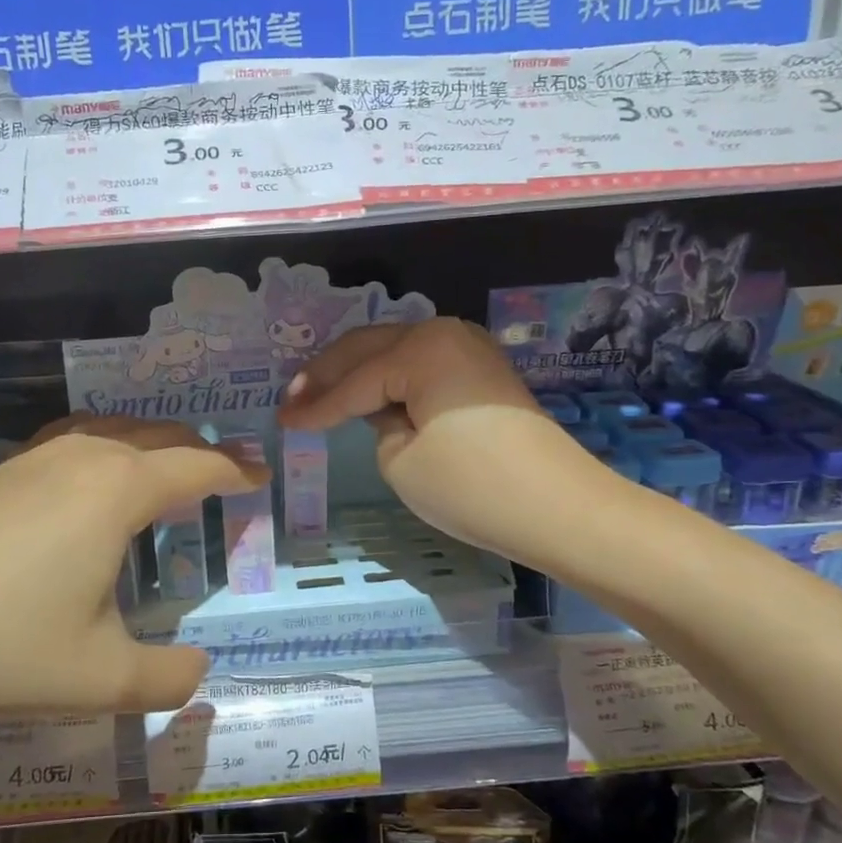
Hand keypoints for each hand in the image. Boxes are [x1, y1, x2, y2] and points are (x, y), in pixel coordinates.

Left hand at [0, 417, 265, 724]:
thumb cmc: (0, 649)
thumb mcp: (102, 680)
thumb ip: (170, 679)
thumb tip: (201, 670)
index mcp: (119, 489)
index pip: (200, 464)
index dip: (239, 470)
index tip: (264, 477)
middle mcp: (85, 455)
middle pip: (163, 436)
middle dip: (203, 451)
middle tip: (229, 479)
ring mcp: (38, 457)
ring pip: (118, 431)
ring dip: (156, 446)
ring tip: (173, 476)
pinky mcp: (3, 470)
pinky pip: (79, 441)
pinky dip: (112, 449)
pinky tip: (98, 483)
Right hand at [279, 318, 603, 562]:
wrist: (561, 509)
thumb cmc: (473, 487)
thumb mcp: (400, 459)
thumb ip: (376, 421)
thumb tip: (381, 407)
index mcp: (421, 349)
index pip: (354, 382)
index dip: (314, 405)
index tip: (280, 420)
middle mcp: (445, 333)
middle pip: (369, 348)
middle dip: (327, 374)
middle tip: (291, 398)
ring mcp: (469, 348)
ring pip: (393, 350)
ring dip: (356, 370)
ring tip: (318, 392)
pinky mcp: (482, 371)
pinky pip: (420, 363)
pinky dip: (388, 376)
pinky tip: (367, 390)